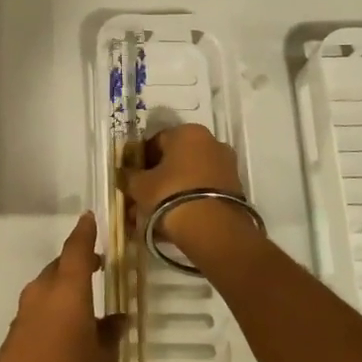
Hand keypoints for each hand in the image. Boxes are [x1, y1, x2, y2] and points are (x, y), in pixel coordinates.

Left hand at [0, 213, 123, 361]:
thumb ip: (111, 336)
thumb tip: (117, 319)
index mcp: (67, 292)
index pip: (76, 249)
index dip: (84, 232)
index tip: (91, 217)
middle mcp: (42, 294)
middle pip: (60, 267)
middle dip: (79, 263)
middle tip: (101, 267)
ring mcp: (24, 314)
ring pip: (48, 288)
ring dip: (66, 288)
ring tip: (90, 303)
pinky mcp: (15, 335)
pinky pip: (39, 309)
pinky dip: (55, 309)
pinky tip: (70, 331)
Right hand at [121, 124, 255, 256]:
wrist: (213, 229)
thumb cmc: (170, 194)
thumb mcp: (140, 185)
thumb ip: (130, 175)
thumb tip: (126, 173)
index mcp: (188, 132)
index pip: (156, 141)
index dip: (141, 160)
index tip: (132, 178)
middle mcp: (211, 142)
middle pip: (175, 159)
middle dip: (158, 178)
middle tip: (142, 198)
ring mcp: (226, 166)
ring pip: (189, 178)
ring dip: (172, 192)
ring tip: (155, 216)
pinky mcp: (234, 190)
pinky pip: (203, 192)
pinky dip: (188, 202)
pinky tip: (174, 222)